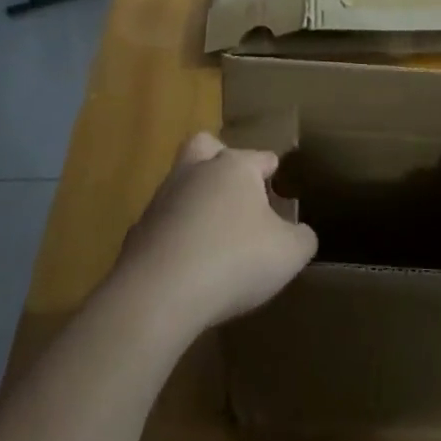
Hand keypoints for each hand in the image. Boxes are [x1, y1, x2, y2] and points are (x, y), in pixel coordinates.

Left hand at [113, 133, 316, 338]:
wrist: (159, 294)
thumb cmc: (234, 260)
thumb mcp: (289, 253)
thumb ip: (302, 238)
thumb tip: (300, 233)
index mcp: (235, 168)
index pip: (260, 157)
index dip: (271, 168)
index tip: (278, 181)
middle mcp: (196, 173)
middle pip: (204, 147)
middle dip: (219, 159)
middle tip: (234, 187)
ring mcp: (162, 201)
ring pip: (180, 185)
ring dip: (195, 201)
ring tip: (214, 234)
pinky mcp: (138, 233)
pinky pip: (162, 225)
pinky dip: (175, 237)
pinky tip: (188, 264)